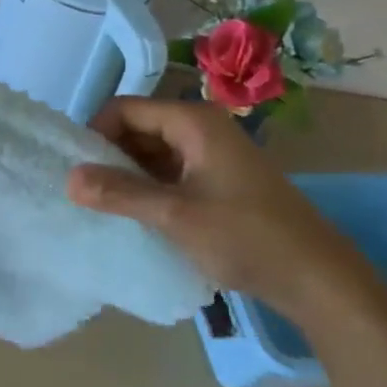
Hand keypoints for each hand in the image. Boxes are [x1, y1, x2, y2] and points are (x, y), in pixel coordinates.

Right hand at [67, 97, 375, 319]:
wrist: (318, 278)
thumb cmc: (245, 236)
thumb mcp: (174, 215)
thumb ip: (119, 193)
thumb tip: (68, 178)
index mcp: (193, 121)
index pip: (125, 109)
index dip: (96, 132)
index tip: (76, 169)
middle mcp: (201, 127)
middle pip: (138, 126)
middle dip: (109, 154)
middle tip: (86, 191)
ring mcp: (212, 154)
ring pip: (153, 150)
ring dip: (128, 173)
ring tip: (105, 205)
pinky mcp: (218, 179)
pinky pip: (170, 170)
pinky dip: (149, 186)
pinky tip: (136, 213)